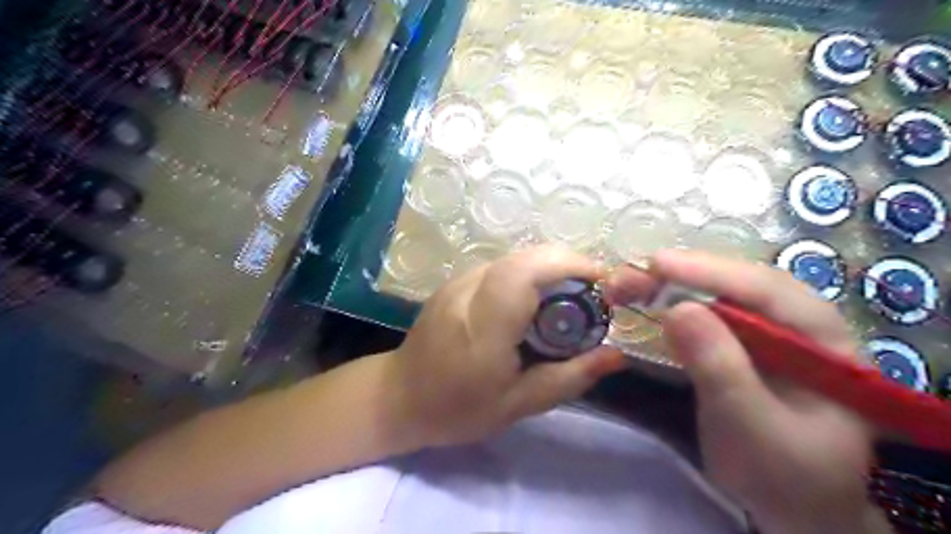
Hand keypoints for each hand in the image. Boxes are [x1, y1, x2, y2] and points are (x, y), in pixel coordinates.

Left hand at [389, 244, 628, 448]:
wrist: (400, 396)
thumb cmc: (458, 408)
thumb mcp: (519, 404)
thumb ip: (569, 377)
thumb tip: (617, 355)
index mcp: (484, 326)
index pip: (526, 274)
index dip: (569, 265)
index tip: (602, 281)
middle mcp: (468, 292)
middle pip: (524, 257)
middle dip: (567, 263)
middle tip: (593, 292)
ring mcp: (457, 282)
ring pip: (514, 257)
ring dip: (549, 267)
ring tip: (570, 296)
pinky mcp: (454, 281)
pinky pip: (500, 266)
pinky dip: (528, 272)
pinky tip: (536, 299)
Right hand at [613, 251, 888, 533]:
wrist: (793, 505)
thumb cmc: (786, 475)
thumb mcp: (754, 428)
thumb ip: (721, 369)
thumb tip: (678, 309)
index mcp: (824, 340)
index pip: (767, 291)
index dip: (711, 273)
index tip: (657, 264)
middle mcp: (796, 324)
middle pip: (737, 284)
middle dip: (682, 275)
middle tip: (629, 274)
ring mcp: (766, 332)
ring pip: (716, 295)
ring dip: (670, 285)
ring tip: (626, 284)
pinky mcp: (739, 343)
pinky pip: (705, 315)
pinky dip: (671, 305)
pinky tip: (647, 300)